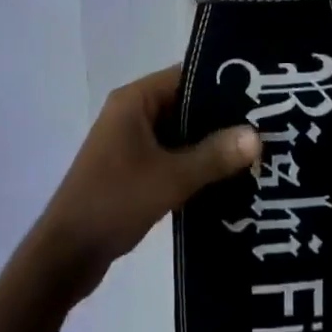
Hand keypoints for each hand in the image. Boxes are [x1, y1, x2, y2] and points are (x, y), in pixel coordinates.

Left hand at [29, 66, 259, 302]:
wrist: (66, 254)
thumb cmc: (114, 201)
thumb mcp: (170, 178)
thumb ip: (214, 156)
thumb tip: (257, 135)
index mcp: (134, 100)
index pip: (185, 77)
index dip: (221, 83)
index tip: (259, 94)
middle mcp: (131, 113)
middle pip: (184, 105)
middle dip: (220, 118)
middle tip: (265, 128)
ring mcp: (128, 142)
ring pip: (178, 134)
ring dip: (209, 145)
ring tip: (255, 155)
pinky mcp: (130, 170)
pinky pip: (169, 156)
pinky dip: (193, 165)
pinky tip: (226, 181)